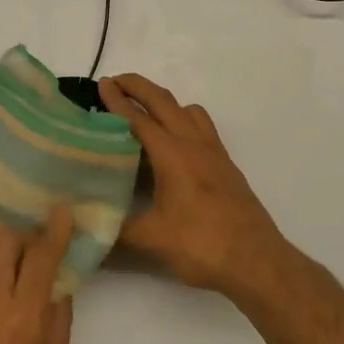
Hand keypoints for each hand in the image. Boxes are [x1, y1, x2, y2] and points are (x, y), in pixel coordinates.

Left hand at [0, 206, 74, 343]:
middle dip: (19, 238)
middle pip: (0, 244)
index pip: (40, 259)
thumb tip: (60, 287)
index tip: (61, 211)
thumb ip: (58, 323)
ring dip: (4, 275)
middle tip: (35, 254)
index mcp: (24, 320)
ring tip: (17, 307)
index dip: (53, 231)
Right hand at [99, 73, 294, 301]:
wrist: (257, 261)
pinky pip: (202, 128)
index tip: (101, 84)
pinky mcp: (226, 166)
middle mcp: (194, 144)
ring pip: (188, 111)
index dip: (116, 101)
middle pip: (164, 102)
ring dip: (164, 102)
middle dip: (139, 87)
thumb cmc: (202, 245)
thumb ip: (116, 232)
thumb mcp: (152, 240)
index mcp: (172, 154)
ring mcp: (214, 153)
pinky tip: (174, 145)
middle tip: (116, 82)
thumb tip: (87, 231)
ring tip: (145, 111)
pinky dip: (183, 120)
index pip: (138, 119)